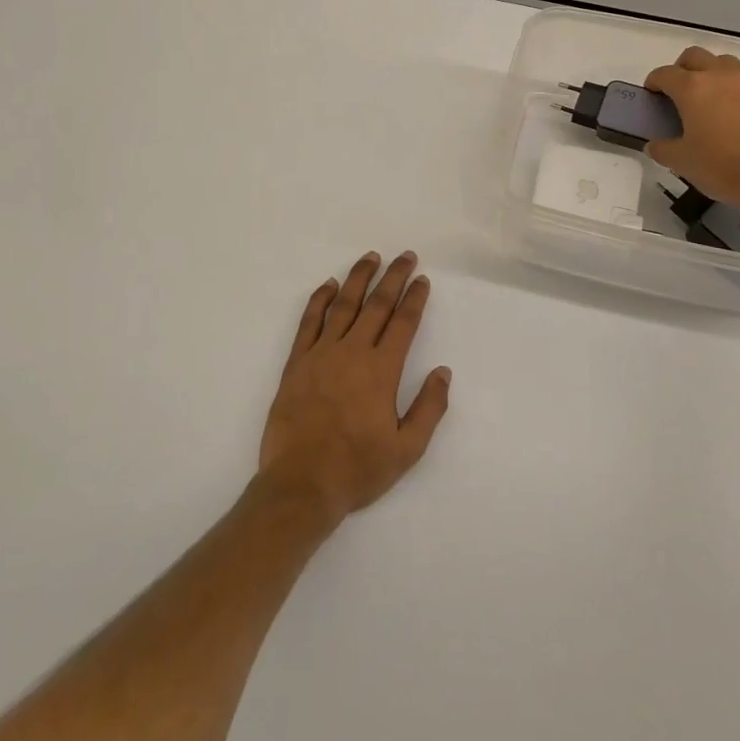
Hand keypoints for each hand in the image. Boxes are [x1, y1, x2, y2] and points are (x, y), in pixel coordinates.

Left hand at [257, 252, 451, 530]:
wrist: (300, 484)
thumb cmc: (357, 469)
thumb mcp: (407, 449)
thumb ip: (429, 408)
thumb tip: (443, 371)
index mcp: (382, 370)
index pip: (403, 323)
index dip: (415, 298)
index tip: (422, 280)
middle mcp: (352, 352)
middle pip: (376, 305)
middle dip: (393, 277)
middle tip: (405, 256)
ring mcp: (321, 354)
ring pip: (343, 305)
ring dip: (358, 278)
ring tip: (371, 257)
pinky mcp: (296, 363)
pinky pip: (309, 322)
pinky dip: (319, 300)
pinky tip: (328, 285)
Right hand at [644, 47, 739, 223]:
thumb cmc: (722, 168)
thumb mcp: (681, 163)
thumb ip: (662, 148)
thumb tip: (655, 144)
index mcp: (693, 89)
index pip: (665, 74)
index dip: (654, 83)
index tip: (653, 96)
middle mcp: (721, 76)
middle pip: (695, 56)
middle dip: (682, 69)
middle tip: (680, 94)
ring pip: (725, 63)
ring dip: (712, 74)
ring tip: (711, 101)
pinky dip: (737, 90)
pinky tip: (739, 116)